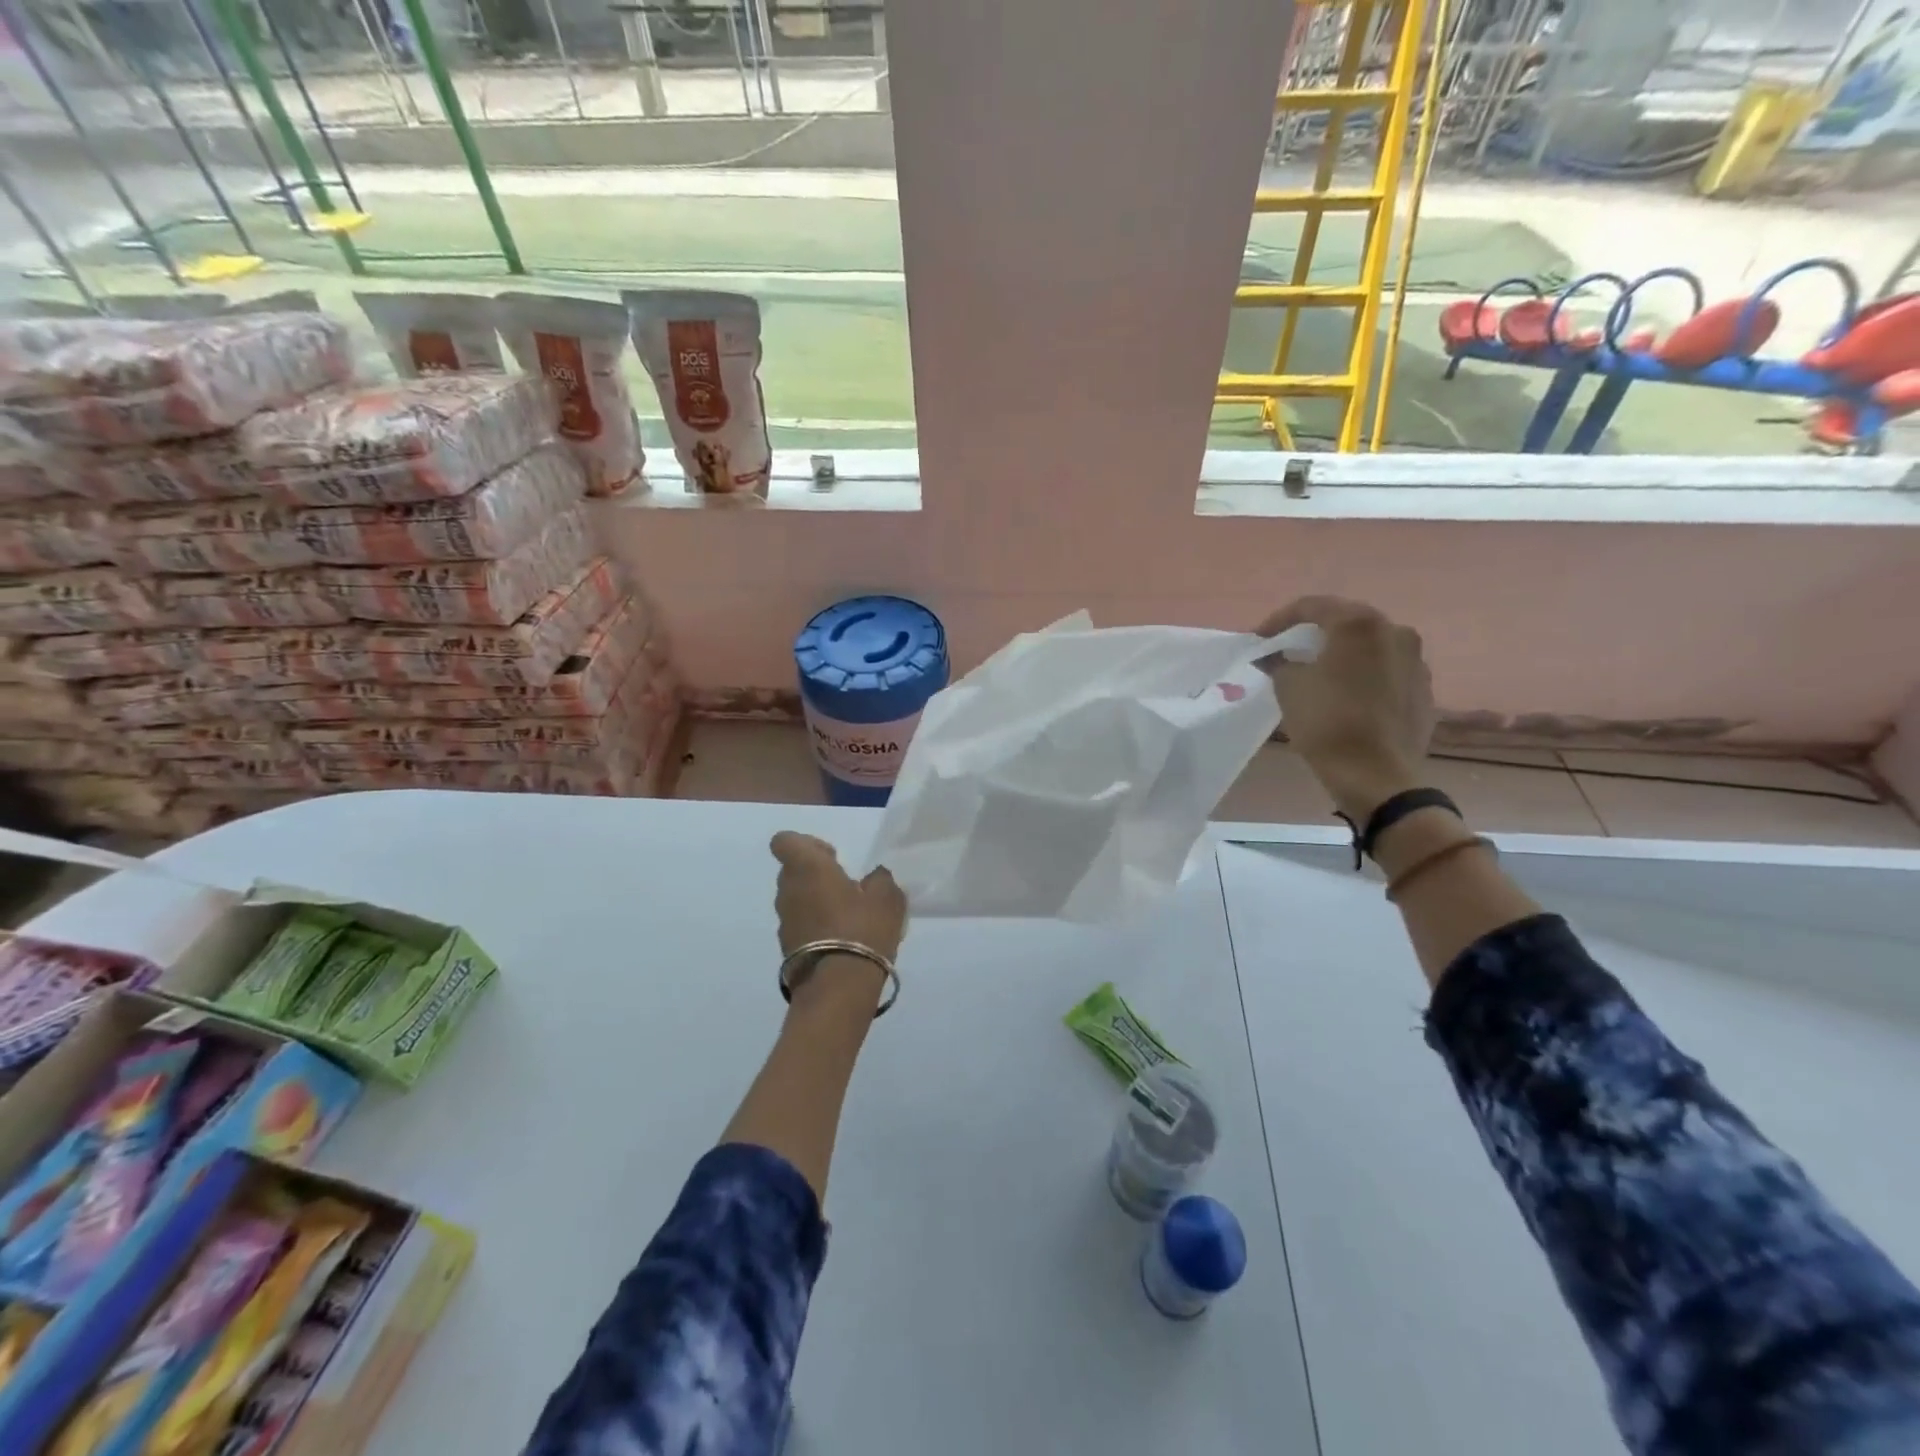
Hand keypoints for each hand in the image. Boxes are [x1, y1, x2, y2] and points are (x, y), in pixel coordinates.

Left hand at [770, 831, 907, 961]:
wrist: (838, 987)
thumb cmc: (862, 929)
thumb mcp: (887, 897)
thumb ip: (880, 880)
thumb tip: (874, 878)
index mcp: (807, 868)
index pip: (785, 841)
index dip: (806, 844)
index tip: (832, 858)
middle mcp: (788, 891)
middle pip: (792, 870)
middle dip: (816, 874)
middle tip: (847, 887)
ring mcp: (784, 922)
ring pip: (796, 900)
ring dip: (816, 902)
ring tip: (848, 917)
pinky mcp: (786, 949)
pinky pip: (800, 926)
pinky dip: (816, 927)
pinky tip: (842, 940)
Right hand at [1256, 596, 1434, 823]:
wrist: (1377, 775)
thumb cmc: (1327, 723)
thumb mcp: (1288, 688)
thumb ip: (1280, 662)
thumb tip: (1276, 657)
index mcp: (1359, 624)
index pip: (1312, 606)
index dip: (1279, 620)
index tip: (1259, 639)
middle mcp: (1394, 631)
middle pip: (1346, 621)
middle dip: (1314, 633)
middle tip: (1288, 649)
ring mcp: (1416, 660)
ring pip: (1370, 646)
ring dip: (1342, 653)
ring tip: (1318, 671)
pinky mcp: (1424, 688)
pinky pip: (1386, 670)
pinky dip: (1363, 674)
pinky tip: (1346, 694)